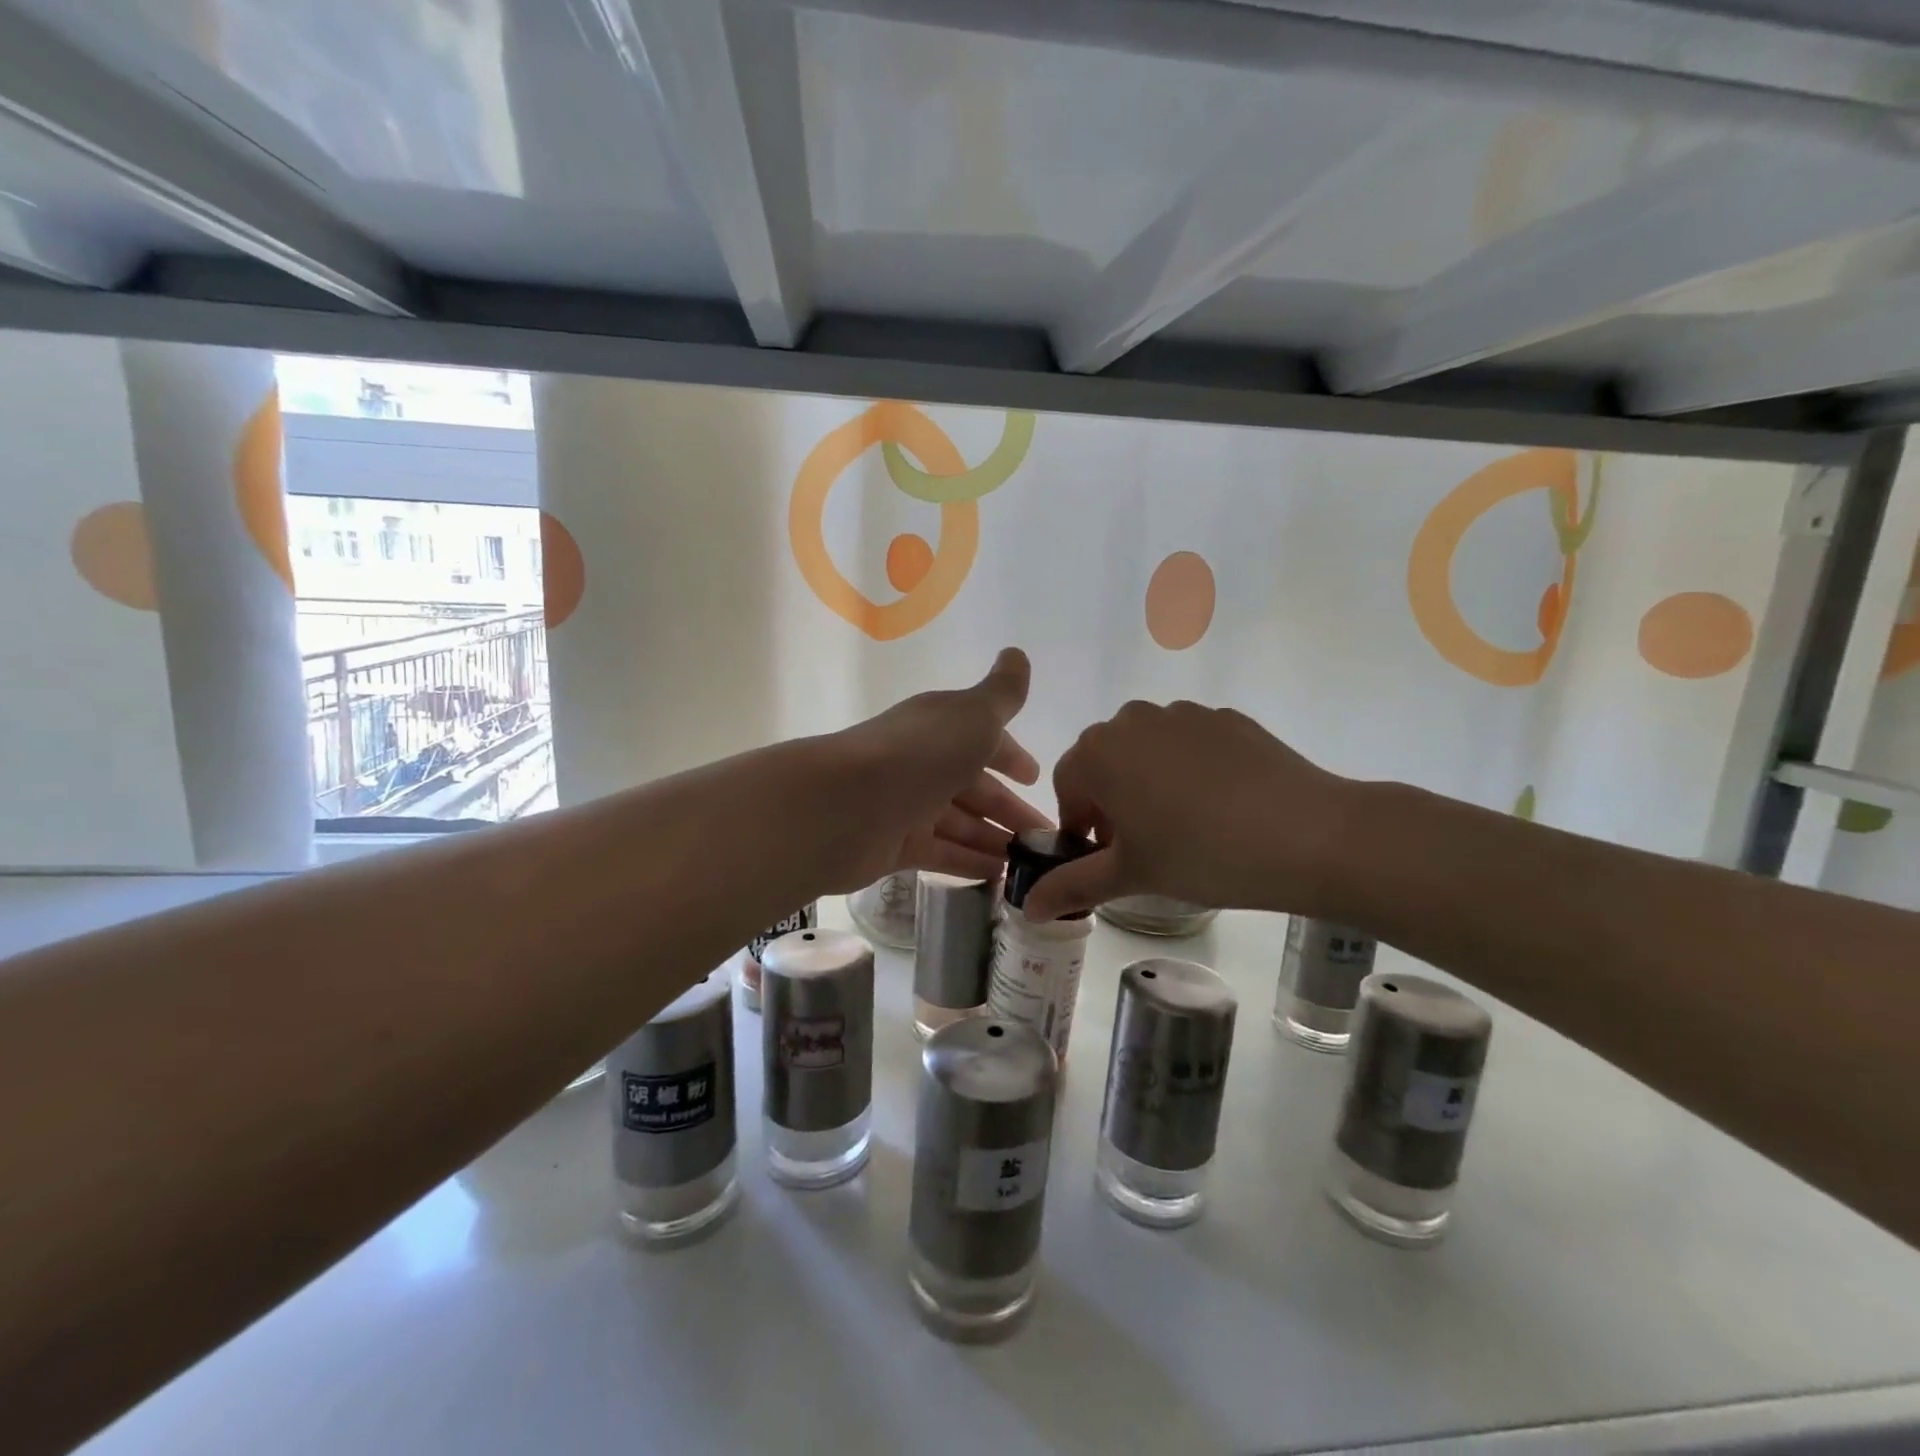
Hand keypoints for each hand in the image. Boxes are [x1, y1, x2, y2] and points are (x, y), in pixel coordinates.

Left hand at [813, 648, 1050, 889]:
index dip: (1011, 757)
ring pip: (961, 824)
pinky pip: (942, 854)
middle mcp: (924, 764)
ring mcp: (908, 806)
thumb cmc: (918, 755)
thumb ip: (1002, 693)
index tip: (1035, 779)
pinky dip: (969, 863)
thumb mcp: (972, 716)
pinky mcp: (895, 845)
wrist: (843, 806)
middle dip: (1011, 810)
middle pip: (975, 788)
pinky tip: (998, 878)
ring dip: (994, 839)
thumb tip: (1018, 654)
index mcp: (941, 728)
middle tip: (1048, 839)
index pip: (983, 740)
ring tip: (1030, 864)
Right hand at [1021, 700, 1353, 919]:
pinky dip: (1191, 770)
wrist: (1308, 834)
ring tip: (1186, 827)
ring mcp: (1184, 713)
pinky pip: (1190, 744)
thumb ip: (1071, 886)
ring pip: (1148, 751)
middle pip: (1106, 762)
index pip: (1067, 785)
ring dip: (1149, 783)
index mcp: (1099, 751)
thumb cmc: (1201, 854)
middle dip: (1112, 802)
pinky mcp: (1227, 718)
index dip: (1080, 824)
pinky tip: (1223, 807)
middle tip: (1143, 845)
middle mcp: (1133, 719)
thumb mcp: (1130, 875)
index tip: (1106, 856)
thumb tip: (1026, 907)